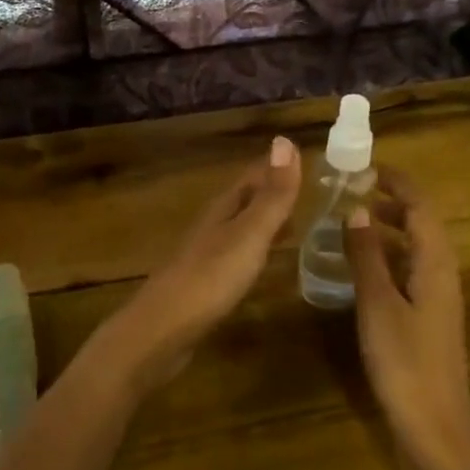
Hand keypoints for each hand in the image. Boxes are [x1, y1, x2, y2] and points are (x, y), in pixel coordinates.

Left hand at [96, 136, 301, 392]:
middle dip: (272, 193)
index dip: (277, 167)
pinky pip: (235, 255)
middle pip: (245, 200)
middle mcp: (212, 225)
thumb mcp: (249, 234)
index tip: (304, 156)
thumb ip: (271, 195)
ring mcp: (205, 255)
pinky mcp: (204, 284)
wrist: (162, 330)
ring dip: (264, 222)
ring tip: (293, 225)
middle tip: (306, 190)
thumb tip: (284, 140)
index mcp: (223, 209)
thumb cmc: (211, 278)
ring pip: (240, 228)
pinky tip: (262, 263)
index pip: (253, 177)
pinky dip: (255, 250)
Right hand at [342, 169, 469, 469]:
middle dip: (391, 202)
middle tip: (351, 191)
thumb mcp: (378, 305)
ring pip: (414, 248)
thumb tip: (357, 209)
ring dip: (387, 229)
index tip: (366, 167)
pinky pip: (408, 270)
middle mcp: (442, 273)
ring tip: (350, 221)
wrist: (435, 427)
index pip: (420, 207)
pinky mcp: (428, 318)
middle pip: (421, 224)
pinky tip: (360, 267)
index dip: (397, 183)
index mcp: (435, 264)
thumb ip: (366, 256)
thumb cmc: (405, 362)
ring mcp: (437, 297)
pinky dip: (387, 256)